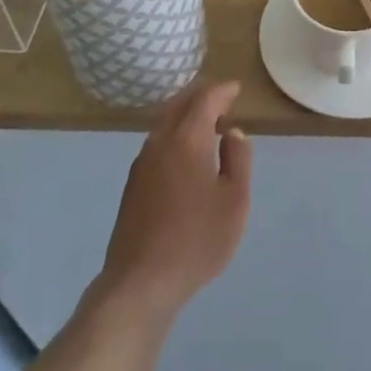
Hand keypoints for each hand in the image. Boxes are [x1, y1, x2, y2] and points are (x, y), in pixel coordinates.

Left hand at [98, 81, 250, 318]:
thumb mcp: (235, 200)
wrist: (141, 282)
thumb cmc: (196, 239)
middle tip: (222, 98)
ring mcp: (142, 163)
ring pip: (164, 123)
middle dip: (201, 97)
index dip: (222, 91)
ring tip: (206, 122)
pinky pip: (157, 142)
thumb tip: (232, 133)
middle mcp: (160, 142)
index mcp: (187, 139)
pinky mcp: (133, 185)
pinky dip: (174, 132)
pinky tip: (183, 152)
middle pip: (180, 105)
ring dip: (185, 114)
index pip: (205, 100)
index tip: (236, 88)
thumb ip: (238, 160)